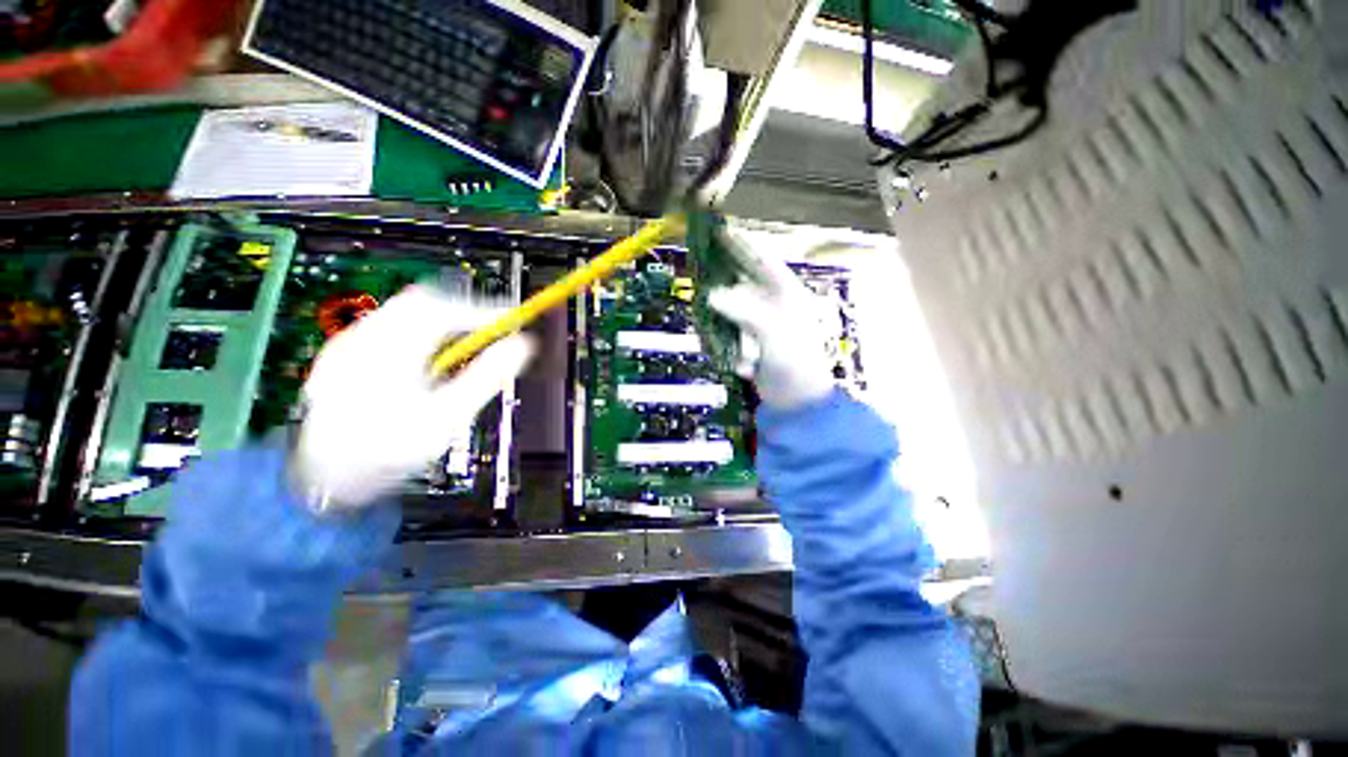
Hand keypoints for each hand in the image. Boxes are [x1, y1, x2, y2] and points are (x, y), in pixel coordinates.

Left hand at [291, 286, 531, 510]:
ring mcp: (349, 345)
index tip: (510, 321)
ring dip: (441, 323)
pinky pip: (390, 328)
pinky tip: (427, 362)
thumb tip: (521, 346)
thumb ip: (486, 376)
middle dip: (461, 313)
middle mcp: (363, 337)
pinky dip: (420, 334)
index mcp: (388, 348)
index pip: (443, 308)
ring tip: (462, 349)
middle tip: (489, 331)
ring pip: (404, 313)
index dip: (482, 310)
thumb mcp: (447, 416)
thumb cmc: (388, 450)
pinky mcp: (344, 356)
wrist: (324, 478)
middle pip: (421, 303)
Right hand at [707, 239, 834, 409]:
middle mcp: (772, 303)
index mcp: (786, 294)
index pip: (762, 260)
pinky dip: (720, 336)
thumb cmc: (795, 365)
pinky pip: (726, 329)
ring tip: (706, 314)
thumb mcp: (775, 335)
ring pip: (730, 306)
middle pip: (741, 280)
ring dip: (717, 311)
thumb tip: (712, 295)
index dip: (740, 245)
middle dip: (720, 276)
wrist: (797, 403)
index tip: (717, 231)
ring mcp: (759, 323)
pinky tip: (720, 345)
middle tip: (697, 271)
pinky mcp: (747, 341)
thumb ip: (746, 312)